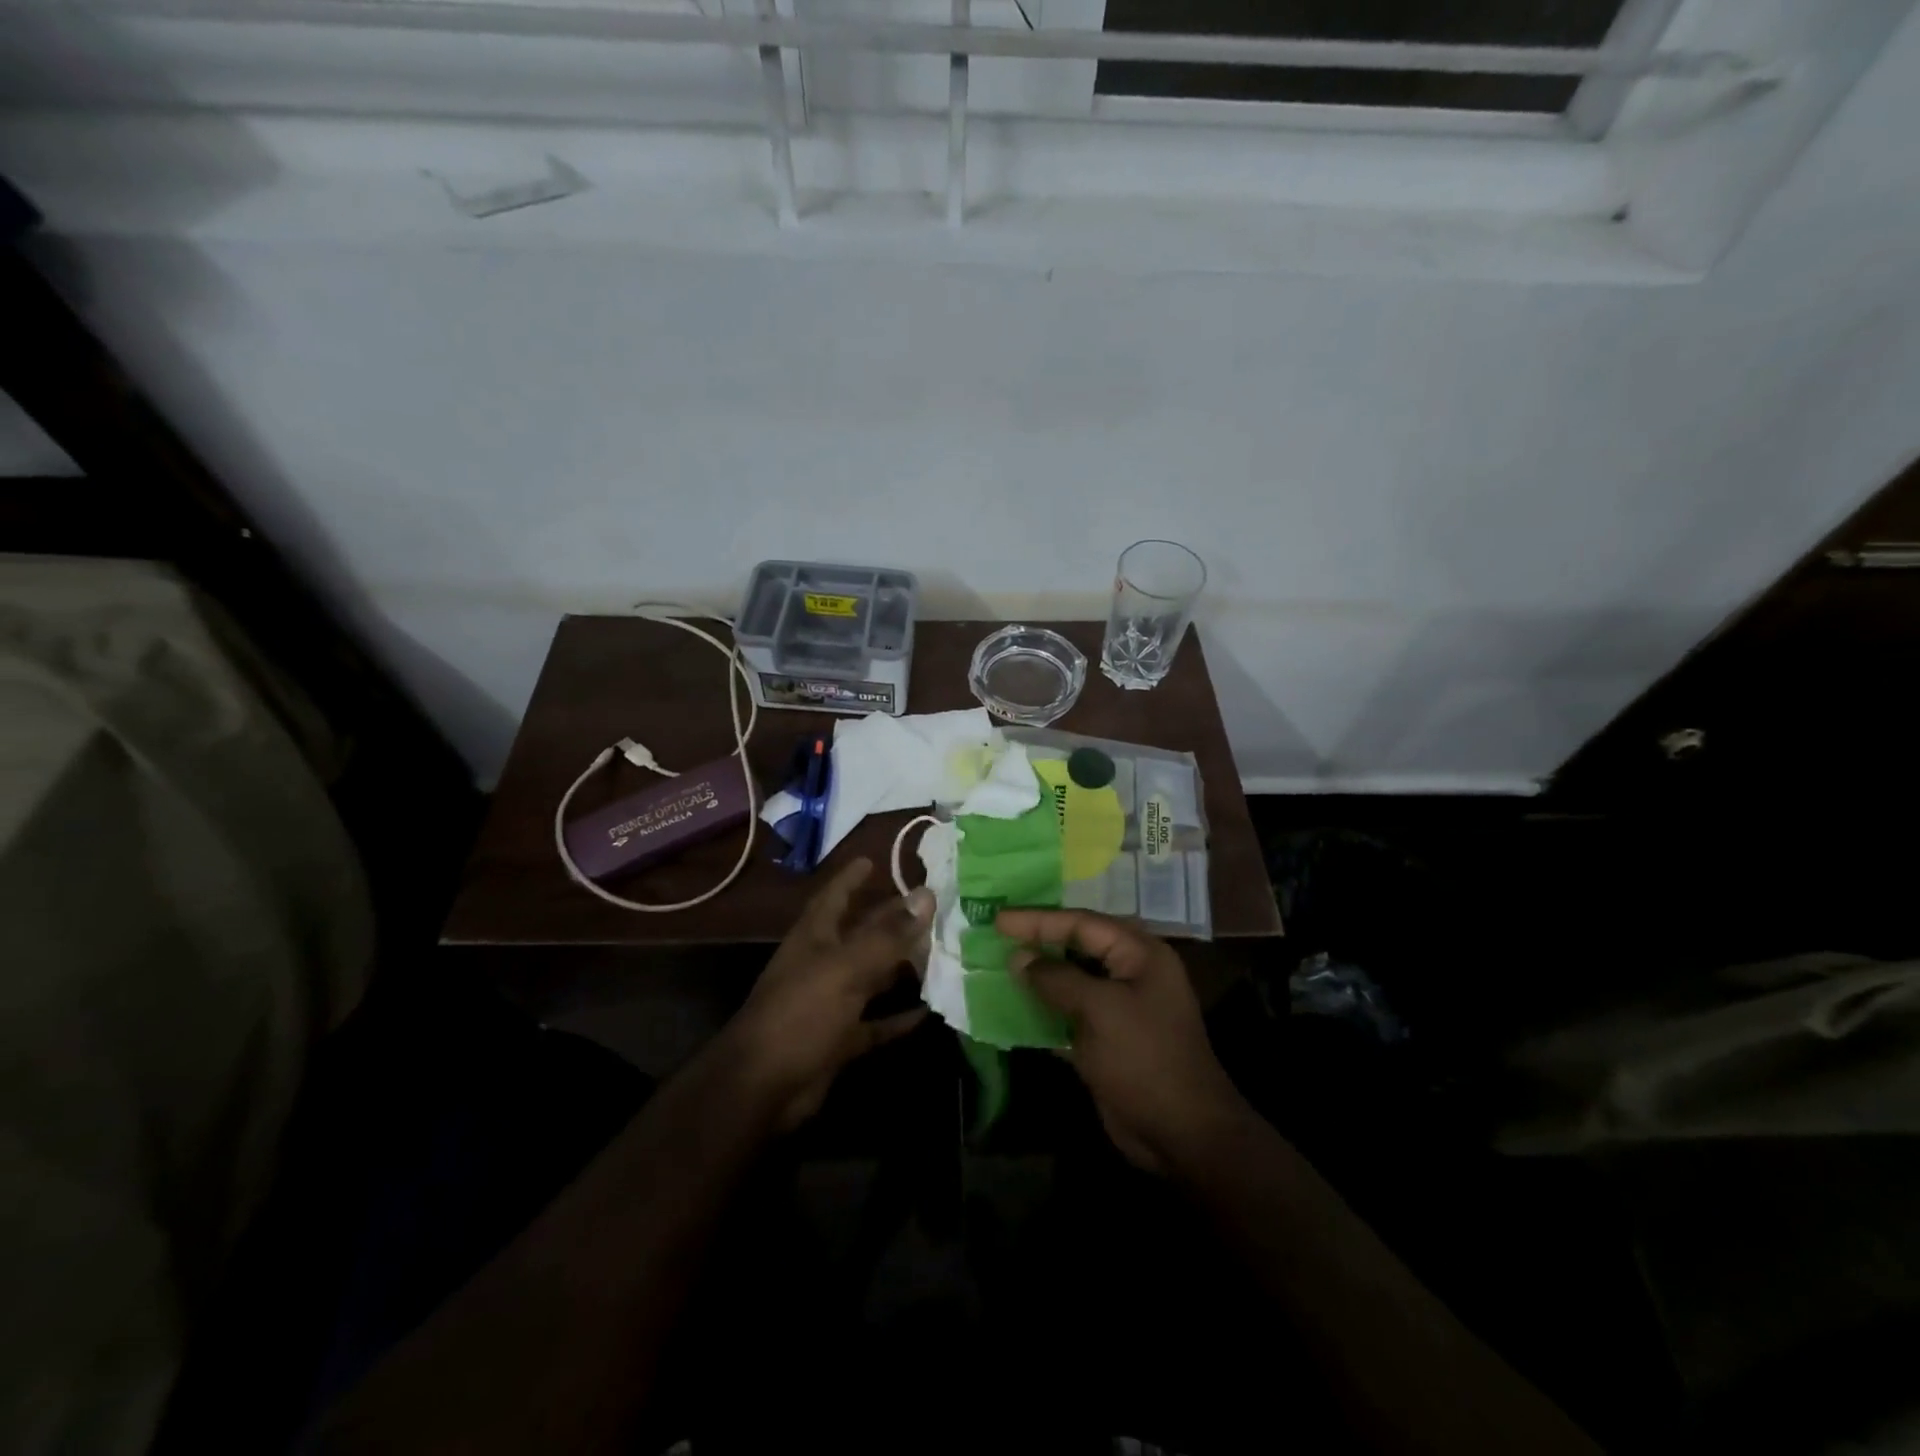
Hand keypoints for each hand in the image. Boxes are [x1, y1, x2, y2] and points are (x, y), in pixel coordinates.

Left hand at [721, 857, 933, 1131]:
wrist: (763, 1086)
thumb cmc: (801, 1012)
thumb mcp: (846, 967)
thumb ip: (888, 934)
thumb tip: (926, 895)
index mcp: (814, 938)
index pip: (834, 897)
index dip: (850, 878)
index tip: (872, 860)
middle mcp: (822, 964)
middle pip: (860, 935)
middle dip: (889, 920)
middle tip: (928, 906)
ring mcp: (829, 1003)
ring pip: (871, 977)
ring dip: (900, 967)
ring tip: (939, 952)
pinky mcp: (838, 1040)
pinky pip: (874, 1023)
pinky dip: (898, 1018)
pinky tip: (928, 1012)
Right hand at [998, 908, 1253, 1174]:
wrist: (1183, 1134)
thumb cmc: (1145, 1058)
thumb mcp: (1100, 1010)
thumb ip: (1057, 978)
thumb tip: (1020, 958)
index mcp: (1139, 954)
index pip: (1081, 923)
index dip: (1038, 920)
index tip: (998, 920)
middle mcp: (1131, 973)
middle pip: (1076, 946)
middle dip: (1037, 942)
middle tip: (996, 936)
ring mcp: (1119, 1008)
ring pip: (1070, 981)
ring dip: (1037, 977)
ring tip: (998, 966)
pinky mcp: (1106, 1039)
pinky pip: (1068, 1014)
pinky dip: (1043, 1011)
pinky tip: (1013, 1008)